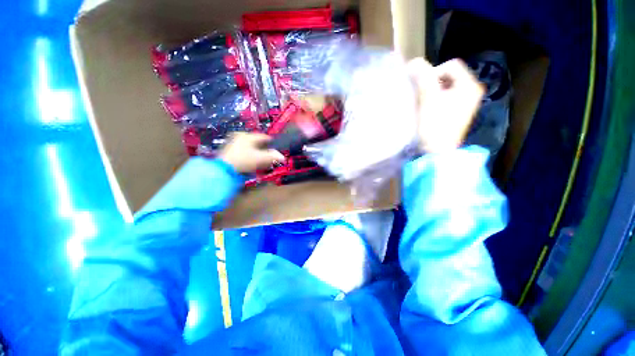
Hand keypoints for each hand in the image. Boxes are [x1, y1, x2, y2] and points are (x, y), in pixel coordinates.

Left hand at [218, 133, 284, 173]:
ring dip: (258, 153)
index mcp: (248, 136)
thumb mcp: (261, 159)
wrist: (224, 169)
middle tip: (269, 156)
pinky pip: (244, 150)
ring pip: (250, 146)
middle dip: (265, 149)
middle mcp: (240, 136)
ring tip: (262, 160)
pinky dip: (250, 155)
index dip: (272, 143)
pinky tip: (252, 162)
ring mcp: (233, 142)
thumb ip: (273, 157)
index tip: (276, 148)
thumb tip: (283, 157)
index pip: (264, 137)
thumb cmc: (244, 161)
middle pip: (257, 142)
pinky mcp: (229, 150)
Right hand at [408, 58, 484, 153]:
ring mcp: (466, 102)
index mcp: (470, 85)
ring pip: (446, 87)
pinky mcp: (457, 112)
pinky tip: (428, 110)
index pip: (451, 65)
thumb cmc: (435, 125)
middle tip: (422, 96)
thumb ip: (423, 78)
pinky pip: (445, 97)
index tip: (423, 89)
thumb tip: (414, 62)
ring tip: (423, 104)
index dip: (434, 72)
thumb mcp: (429, 99)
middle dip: (432, 82)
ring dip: (432, 91)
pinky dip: (435, 99)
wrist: (437, 151)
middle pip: (449, 76)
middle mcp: (471, 91)